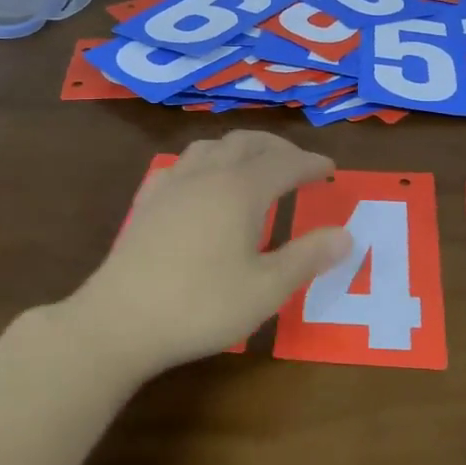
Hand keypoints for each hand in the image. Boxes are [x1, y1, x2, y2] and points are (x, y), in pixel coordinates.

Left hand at [67, 132, 351, 377]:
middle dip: (279, 148)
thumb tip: (346, 235)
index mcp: (241, 190)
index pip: (285, 163)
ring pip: (212, 146)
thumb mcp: (266, 288)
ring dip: (241, 148)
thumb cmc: (201, 305)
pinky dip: (207, 162)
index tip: (330, 169)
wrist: (119, 321)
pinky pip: (183, 164)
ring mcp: (172, 185)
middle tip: (298, 164)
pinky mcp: (148, 202)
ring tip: (255, 165)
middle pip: (248, 143)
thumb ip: (308, 257)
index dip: (311, 163)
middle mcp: (207, 175)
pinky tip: (202, 183)